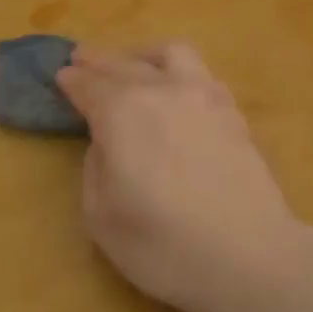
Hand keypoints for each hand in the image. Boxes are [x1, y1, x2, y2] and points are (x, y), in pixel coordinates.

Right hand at [56, 42, 302, 311]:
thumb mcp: (102, 216)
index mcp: (122, 111)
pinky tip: (177, 89)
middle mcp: (162, 90)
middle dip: (100, 61)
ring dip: (143, 55)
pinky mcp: (233, 112)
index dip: (73, 80)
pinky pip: (201, 74)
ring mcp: (204, 96)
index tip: (62, 76)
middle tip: (83, 60)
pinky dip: (179, 73)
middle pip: (124, 64)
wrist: (250, 257)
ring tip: (133, 64)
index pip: (90, 84)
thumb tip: (107, 142)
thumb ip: (95, 167)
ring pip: (170, 54)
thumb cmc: (164, 245)